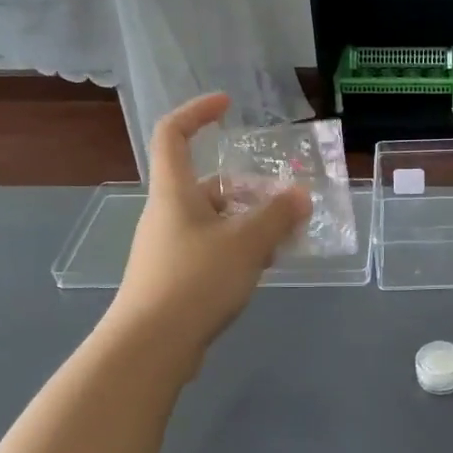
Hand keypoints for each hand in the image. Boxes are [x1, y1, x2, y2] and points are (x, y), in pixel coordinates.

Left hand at [109, 94, 309, 359]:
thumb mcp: (247, 243)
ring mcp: (169, 247)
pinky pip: (212, 248)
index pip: (173, 133)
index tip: (229, 105)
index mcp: (174, 192)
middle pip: (208, 184)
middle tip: (286, 201)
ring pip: (215, 220)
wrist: (151, 347)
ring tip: (285, 238)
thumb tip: (301, 196)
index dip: (197, 111)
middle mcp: (168, 213)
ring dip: (250, 221)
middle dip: (250, 188)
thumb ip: (278, 216)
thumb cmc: (195, 280)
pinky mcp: (175, 278)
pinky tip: (263, 267)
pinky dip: (239, 248)